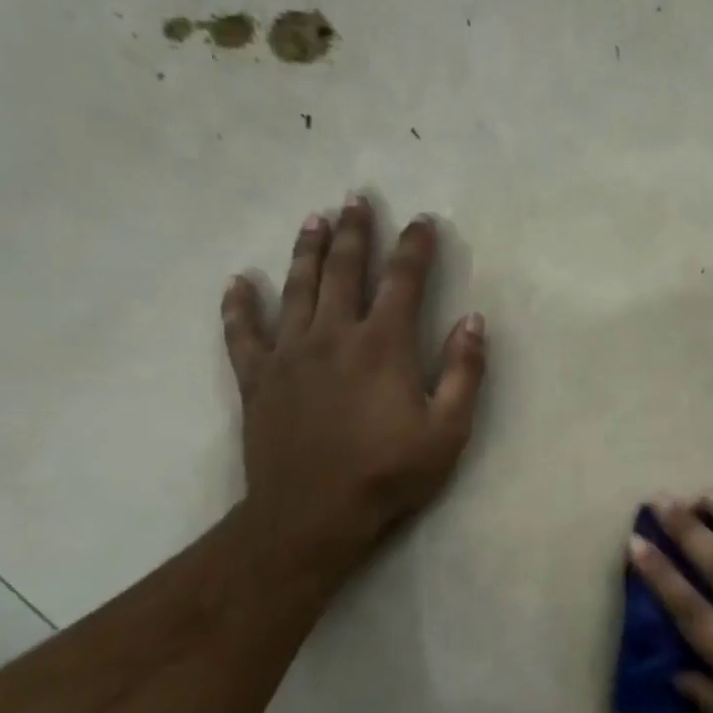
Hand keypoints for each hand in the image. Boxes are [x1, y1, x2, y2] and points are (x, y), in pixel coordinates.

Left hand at [222, 195, 486, 584]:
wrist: (312, 513)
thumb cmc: (389, 472)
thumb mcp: (448, 429)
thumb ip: (464, 372)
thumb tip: (473, 320)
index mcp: (384, 345)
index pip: (404, 281)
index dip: (416, 247)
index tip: (423, 221)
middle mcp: (334, 335)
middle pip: (345, 270)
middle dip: (355, 232)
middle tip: (357, 199)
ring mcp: (289, 353)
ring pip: (297, 288)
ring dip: (307, 251)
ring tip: (314, 219)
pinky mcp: (257, 378)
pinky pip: (243, 332)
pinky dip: (240, 305)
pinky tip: (239, 282)